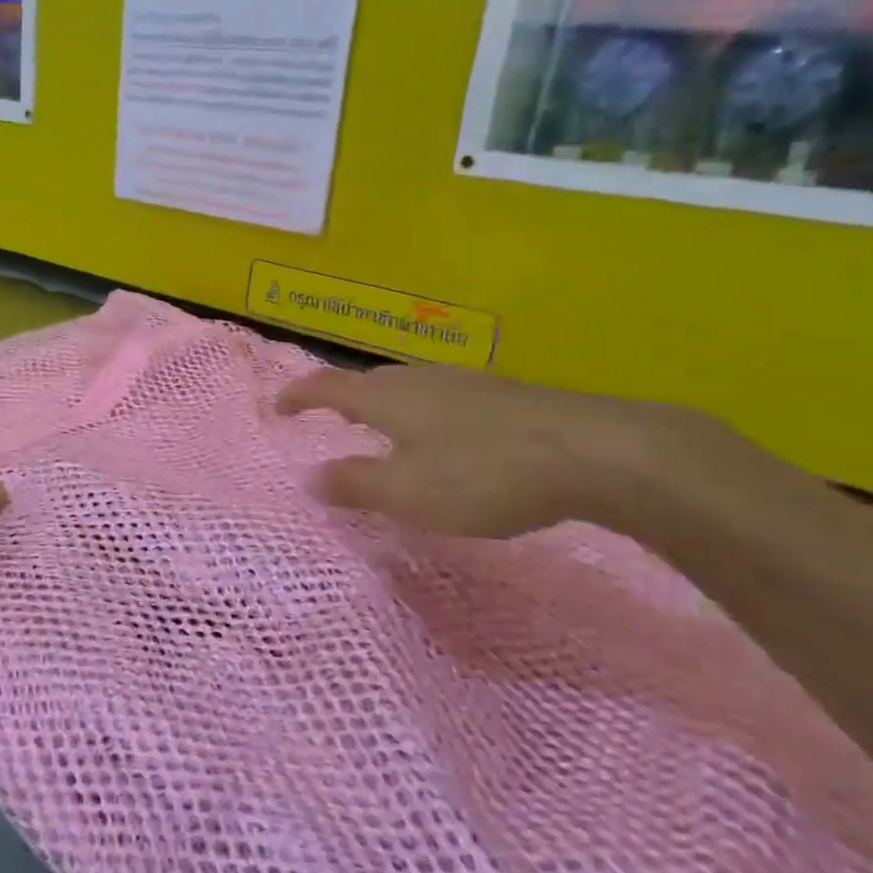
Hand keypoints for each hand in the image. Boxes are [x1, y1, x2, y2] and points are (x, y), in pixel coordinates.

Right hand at [277, 363, 703, 538]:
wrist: (595, 452)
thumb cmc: (483, 473)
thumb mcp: (407, 492)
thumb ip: (354, 484)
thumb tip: (308, 477)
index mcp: (388, 398)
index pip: (328, 387)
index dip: (299, 395)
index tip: (278, 406)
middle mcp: (422, 380)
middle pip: (370, 381)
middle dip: (342, 397)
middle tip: (330, 417)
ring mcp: (467, 383)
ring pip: (410, 387)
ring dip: (385, 405)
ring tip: (382, 428)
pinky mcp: (505, 397)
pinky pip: (444, 399)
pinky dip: (424, 414)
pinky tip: (445, 437)